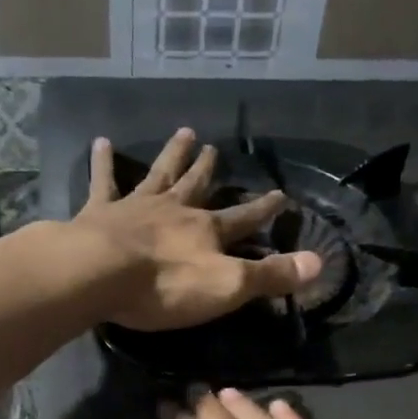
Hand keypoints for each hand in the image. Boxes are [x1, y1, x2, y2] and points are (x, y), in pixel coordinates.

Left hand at [74, 129, 320, 331]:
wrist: (100, 274)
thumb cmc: (166, 285)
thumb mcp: (227, 286)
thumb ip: (270, 275)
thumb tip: (319, 262)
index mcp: (206, 231)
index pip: (243, 219)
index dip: (263, 210)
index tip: (281, 195)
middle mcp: (174, 211)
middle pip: (195, 186)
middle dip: (208, 169)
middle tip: (214, 148)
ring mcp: (135, 207)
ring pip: (158, 175)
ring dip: (172, 155)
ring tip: (183, 132)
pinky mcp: (99, 213)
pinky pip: (103, 182)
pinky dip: (103, 162)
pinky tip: (100, 141)